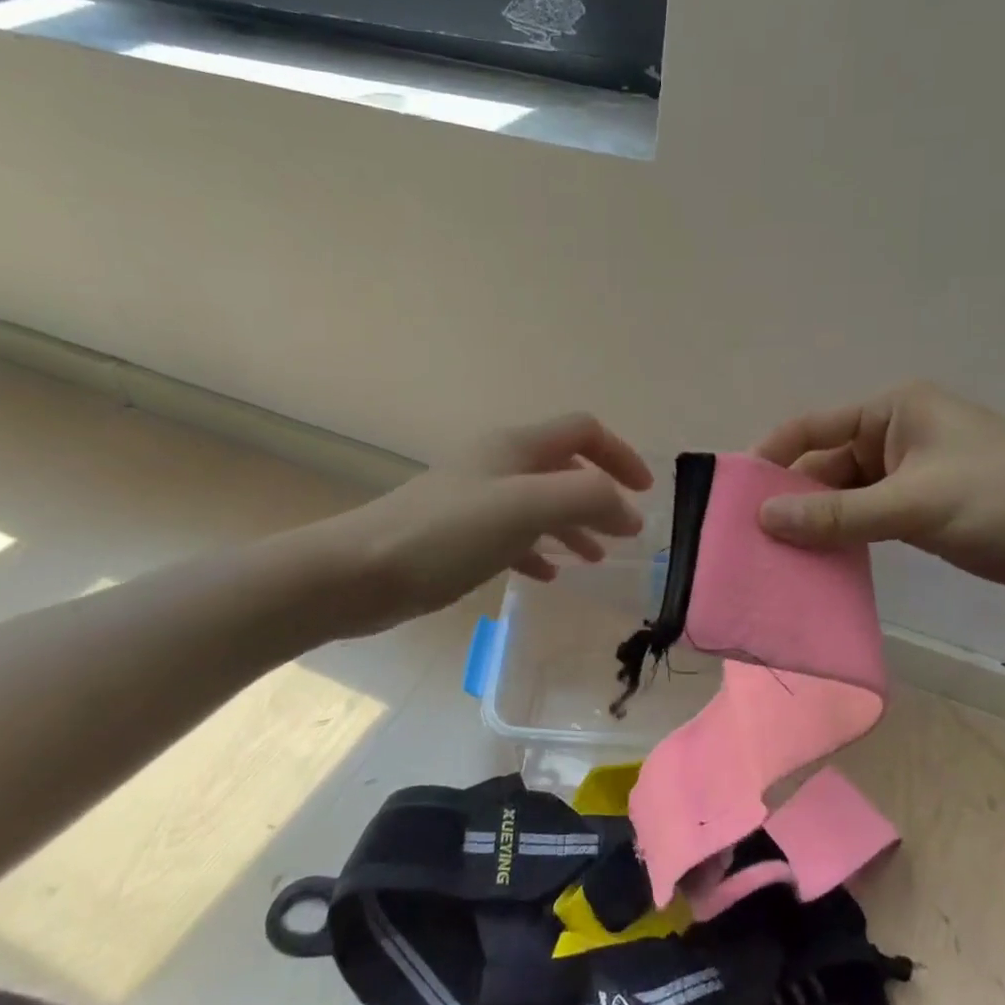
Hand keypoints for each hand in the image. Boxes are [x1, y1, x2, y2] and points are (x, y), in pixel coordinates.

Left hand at [322, 412, 652, 636]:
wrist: (359, 572)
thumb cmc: (448, 534)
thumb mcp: (528, 507)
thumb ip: (588, 498)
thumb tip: (631, 513)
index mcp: (517, 447)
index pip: (584, 430)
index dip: (620, 454)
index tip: (645, 493)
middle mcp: (498, 464)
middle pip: (564, 467)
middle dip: (599, 495)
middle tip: (623, 533)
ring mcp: (475, 499)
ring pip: (539, 503)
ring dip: (572, 525)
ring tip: (594, 559)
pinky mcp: (457, 535)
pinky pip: (512, 534)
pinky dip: (538, 549)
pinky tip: (546, 574)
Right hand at [753, 381, 1004, 594]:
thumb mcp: (915, 503)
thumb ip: (838, 513)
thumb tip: (764, 518)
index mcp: (891, 412)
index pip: (812, 429)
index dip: (771, 459)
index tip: (734, 497)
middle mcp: (894, 436)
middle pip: (825, 467)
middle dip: (792, 501)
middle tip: (751, 544)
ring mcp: (910, 476)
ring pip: (846, 498)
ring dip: (818, 525)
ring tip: (777, 561)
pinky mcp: (925, 511)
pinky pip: (870, 520)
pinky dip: (846, 539)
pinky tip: (821, 567)